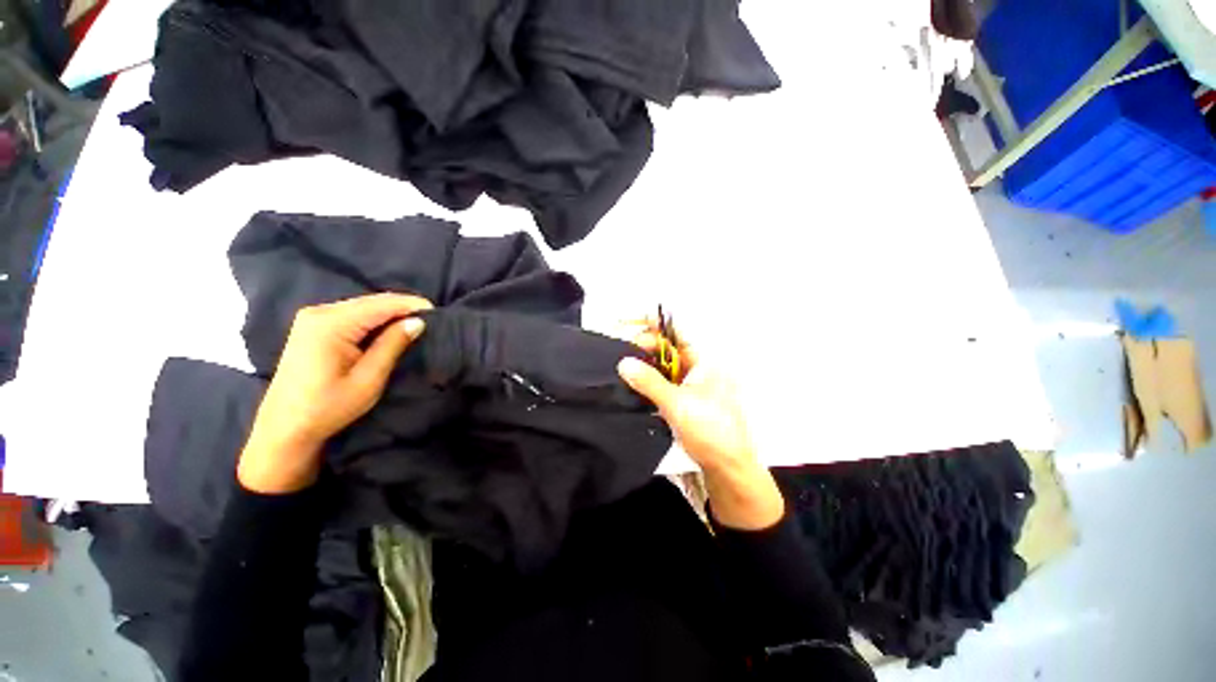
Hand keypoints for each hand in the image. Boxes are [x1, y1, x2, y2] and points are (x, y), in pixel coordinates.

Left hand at [238, 293, 432, 493]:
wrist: (284, 428)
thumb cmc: (327, 408)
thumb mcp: (368, 379)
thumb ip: (392, 345)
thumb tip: (418, 322)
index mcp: (331, 324)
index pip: (381, 304)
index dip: (412, 305)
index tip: (439, 313)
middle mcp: (319, 313)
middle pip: (371, 302)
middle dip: (403, 308)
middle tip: (431, 321)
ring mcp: (313, 318)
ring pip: (363, 307)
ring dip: (390, 314)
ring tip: (416, 325)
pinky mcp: (313, 327)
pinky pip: (352, 315)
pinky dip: (375, 320)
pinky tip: (389, 330)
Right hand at [617, 323, 782, 529]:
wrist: (728, 467)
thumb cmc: (710, 431)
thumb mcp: (677, 404)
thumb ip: (649, 382)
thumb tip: (623, 363)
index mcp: (703, 359)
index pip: (674, 330)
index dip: (650, 322)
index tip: (625, 321)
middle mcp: (697, 366)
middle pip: (666, 346)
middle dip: (642, 345)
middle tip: (620, 354)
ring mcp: (691, 382)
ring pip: (663, 365)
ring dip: (644, 364)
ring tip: (622, 368)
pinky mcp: (685, 397)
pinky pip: (664, 381)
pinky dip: (649, 381)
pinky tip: (633, 385)